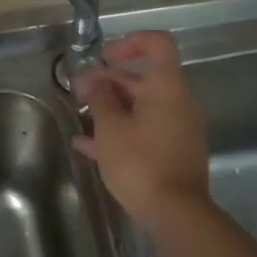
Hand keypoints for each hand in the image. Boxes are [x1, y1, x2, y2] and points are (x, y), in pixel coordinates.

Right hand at [72, 31, 211, 230]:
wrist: (175, 213)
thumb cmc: (140, 163)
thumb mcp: (110, 129)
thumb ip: (100, 98)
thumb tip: (94, 80)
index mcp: (167, 87)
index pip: (157, 44)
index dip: (129, 43)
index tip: (103, 58)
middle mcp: (177, 102)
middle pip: (142, 79)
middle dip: (108, 82)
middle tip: (78, 92)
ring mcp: (177, 128)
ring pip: (140, 107)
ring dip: (110, 108)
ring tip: (80, 117)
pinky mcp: (172, 152)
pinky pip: (144, 130)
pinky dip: (120, 132)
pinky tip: (87, 146)